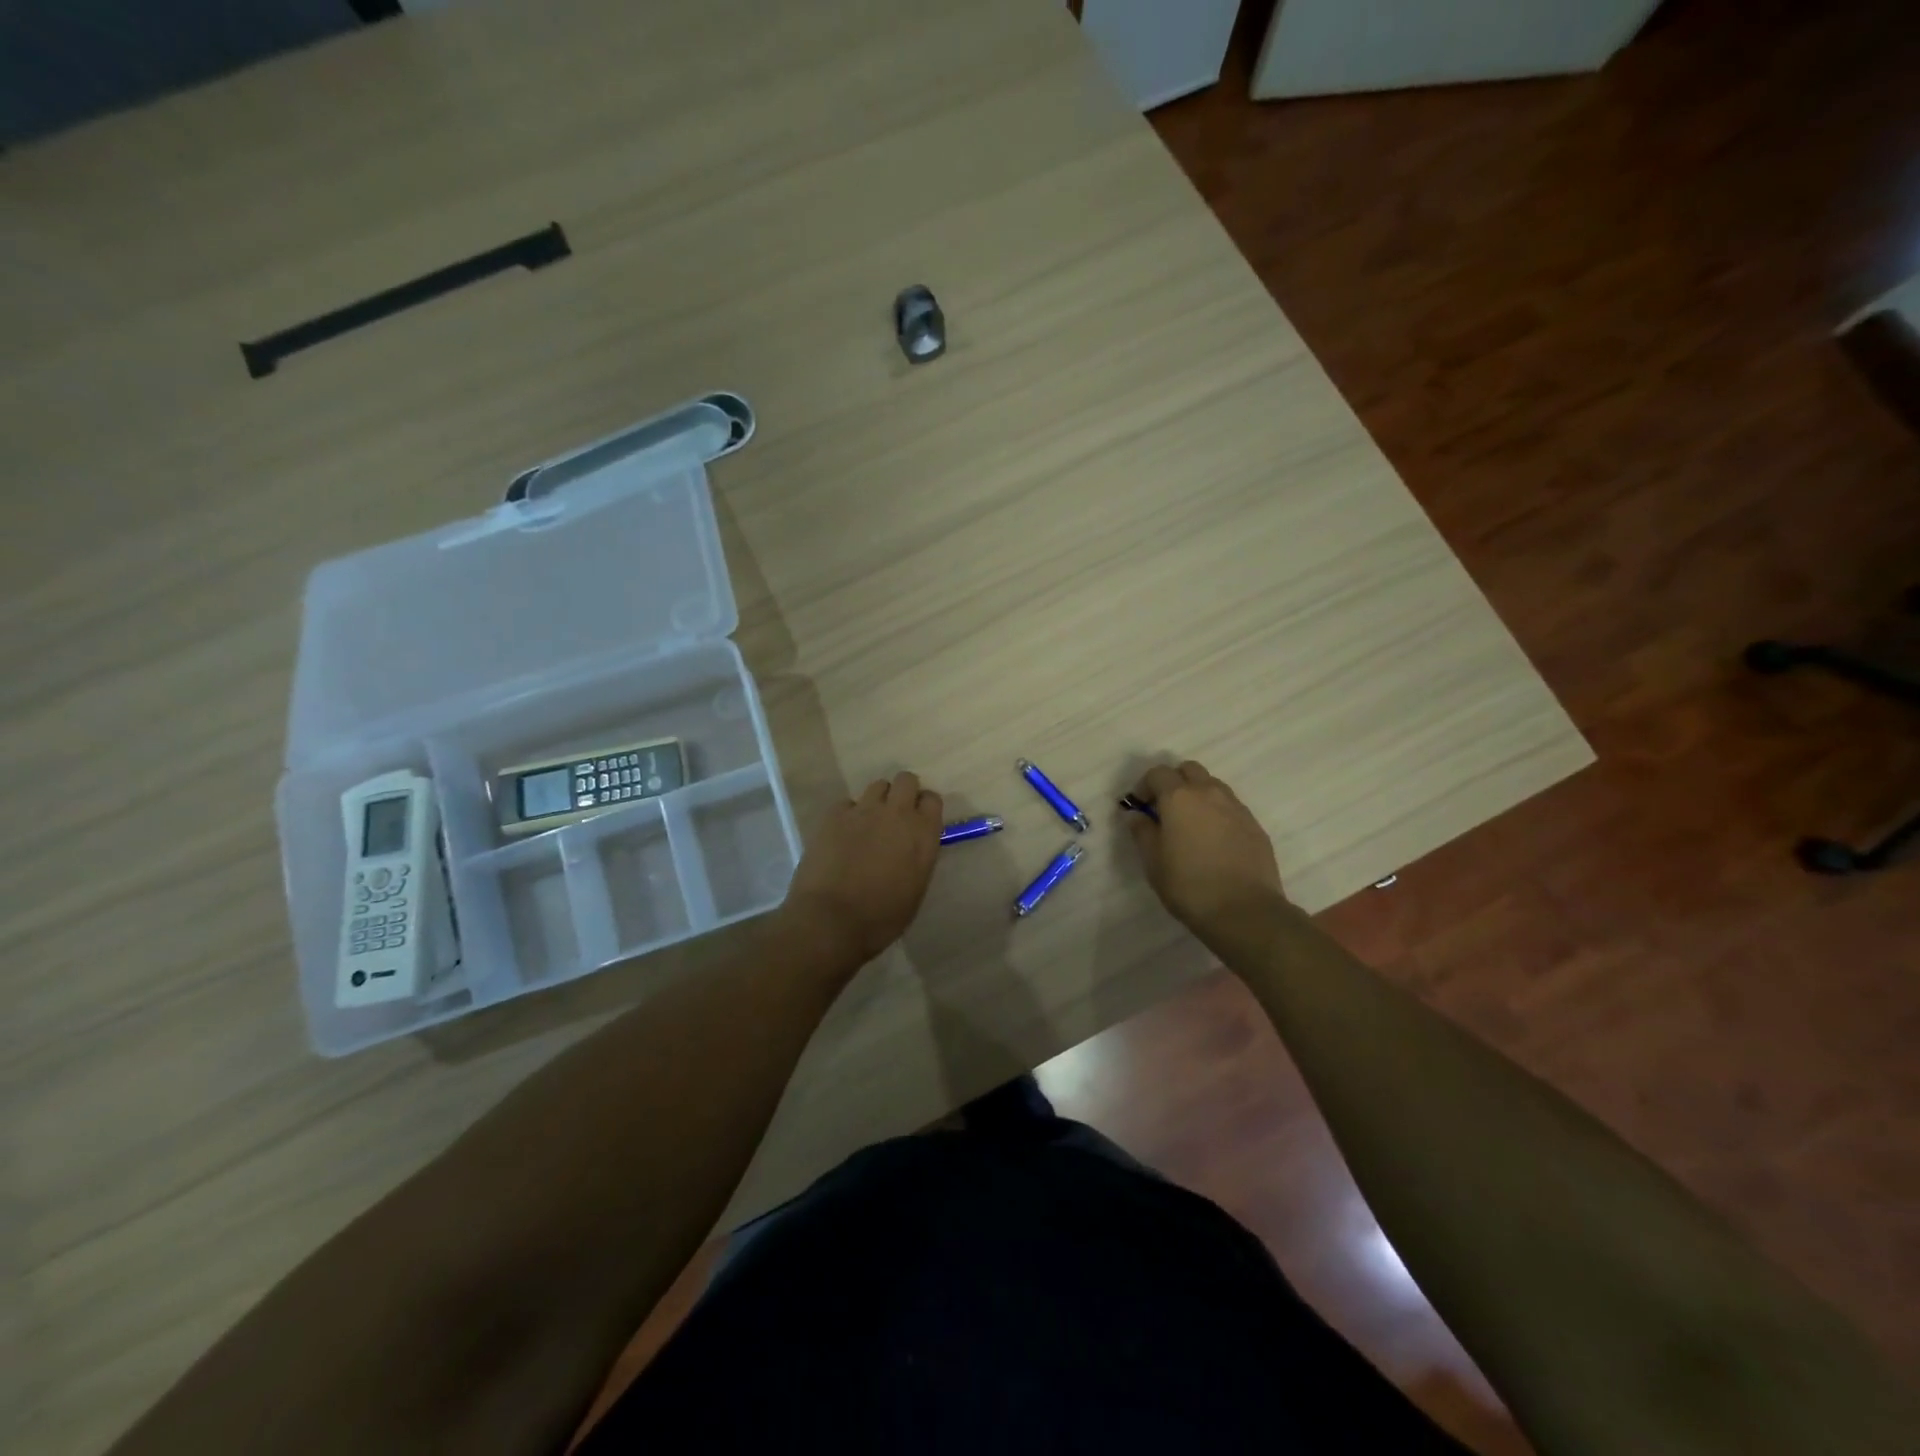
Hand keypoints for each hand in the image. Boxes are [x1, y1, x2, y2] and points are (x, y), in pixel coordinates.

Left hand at [784, 772, 943, 964]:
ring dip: (877, 801)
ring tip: (867, 824)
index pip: (932, 800)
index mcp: (923, 834)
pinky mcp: (834, 814)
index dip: (924, 808)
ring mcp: (863, 810)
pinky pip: (846, 803)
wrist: (831, 920)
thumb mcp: (915, 890)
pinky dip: (847, 815)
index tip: (918, 821)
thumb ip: (918, 858)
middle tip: (894, 816)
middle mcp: (897, 813)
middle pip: (906, 780)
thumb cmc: (881, 917)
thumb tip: (912, 847)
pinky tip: (841, 836)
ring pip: (877, 786)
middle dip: (902, 793)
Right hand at [1125, 761, 1284, 936]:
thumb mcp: (1153, 861)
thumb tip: (1135, 815)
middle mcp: (1209, 793)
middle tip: (1165, 809)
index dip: (1144, 786)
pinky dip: (1218, 813)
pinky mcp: (1254, 825)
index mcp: (1179, 797)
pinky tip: (1214, 840)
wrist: (1244, 910)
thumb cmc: (1188, 885)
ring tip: (1191, 824)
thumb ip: (1142, 832)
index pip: (1158, 773)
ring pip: (1213, 786)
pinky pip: (1231, 806)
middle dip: (1174, 781)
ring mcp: (1236, 807)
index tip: (1140, 807)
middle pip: (1189, 770)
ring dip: (1198, 794)